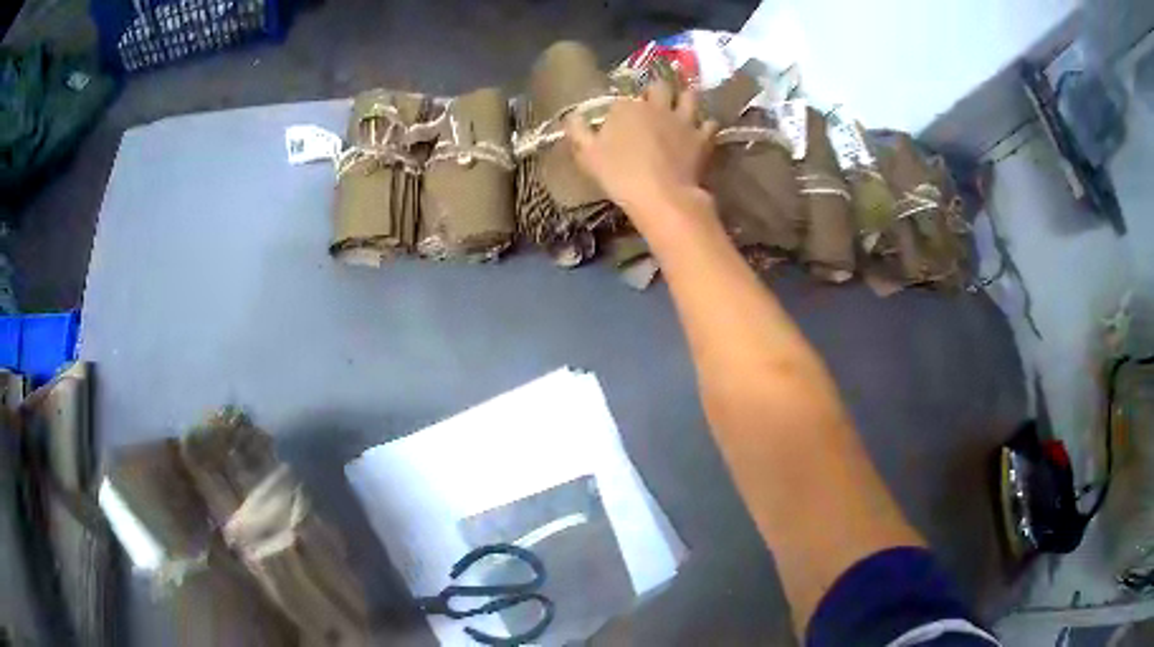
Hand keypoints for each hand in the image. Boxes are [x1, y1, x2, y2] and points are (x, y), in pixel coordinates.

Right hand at [565, 81, 717, 212]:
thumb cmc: (619, 175)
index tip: (621, 117)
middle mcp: (656, 106)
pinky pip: (710, 123)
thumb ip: (579, 132)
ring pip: (689, 96)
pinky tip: (702, 130)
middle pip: (659, 86)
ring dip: (686, 97)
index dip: (623, 106)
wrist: (661, 195)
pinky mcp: (703, 137)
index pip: (623, 98)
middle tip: (655, 101)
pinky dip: (706, 125)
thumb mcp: (588, 155)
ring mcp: (683, 120)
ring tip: (683, 103)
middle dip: (657, 91)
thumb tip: (571, 116)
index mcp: (626, 107)